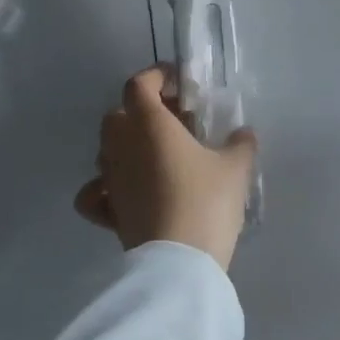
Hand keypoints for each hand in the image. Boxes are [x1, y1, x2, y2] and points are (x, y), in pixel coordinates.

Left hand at [73, 66, 258, 270]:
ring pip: (106, 150)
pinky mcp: (109, 213)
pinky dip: (103, 187)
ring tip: (159, 155)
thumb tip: (243, 133)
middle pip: (118, 115)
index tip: (179, 83)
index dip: (156, 77)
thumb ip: (240, 144)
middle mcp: (121, 147)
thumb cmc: (206, 202)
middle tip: (174, 122)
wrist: (180, 263)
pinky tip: (125, 191)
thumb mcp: (235, 168)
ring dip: (127, 145)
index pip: (138, 85)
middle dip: (141, 111)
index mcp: (149, 125)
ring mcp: (110, 181)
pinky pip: (95, 192)